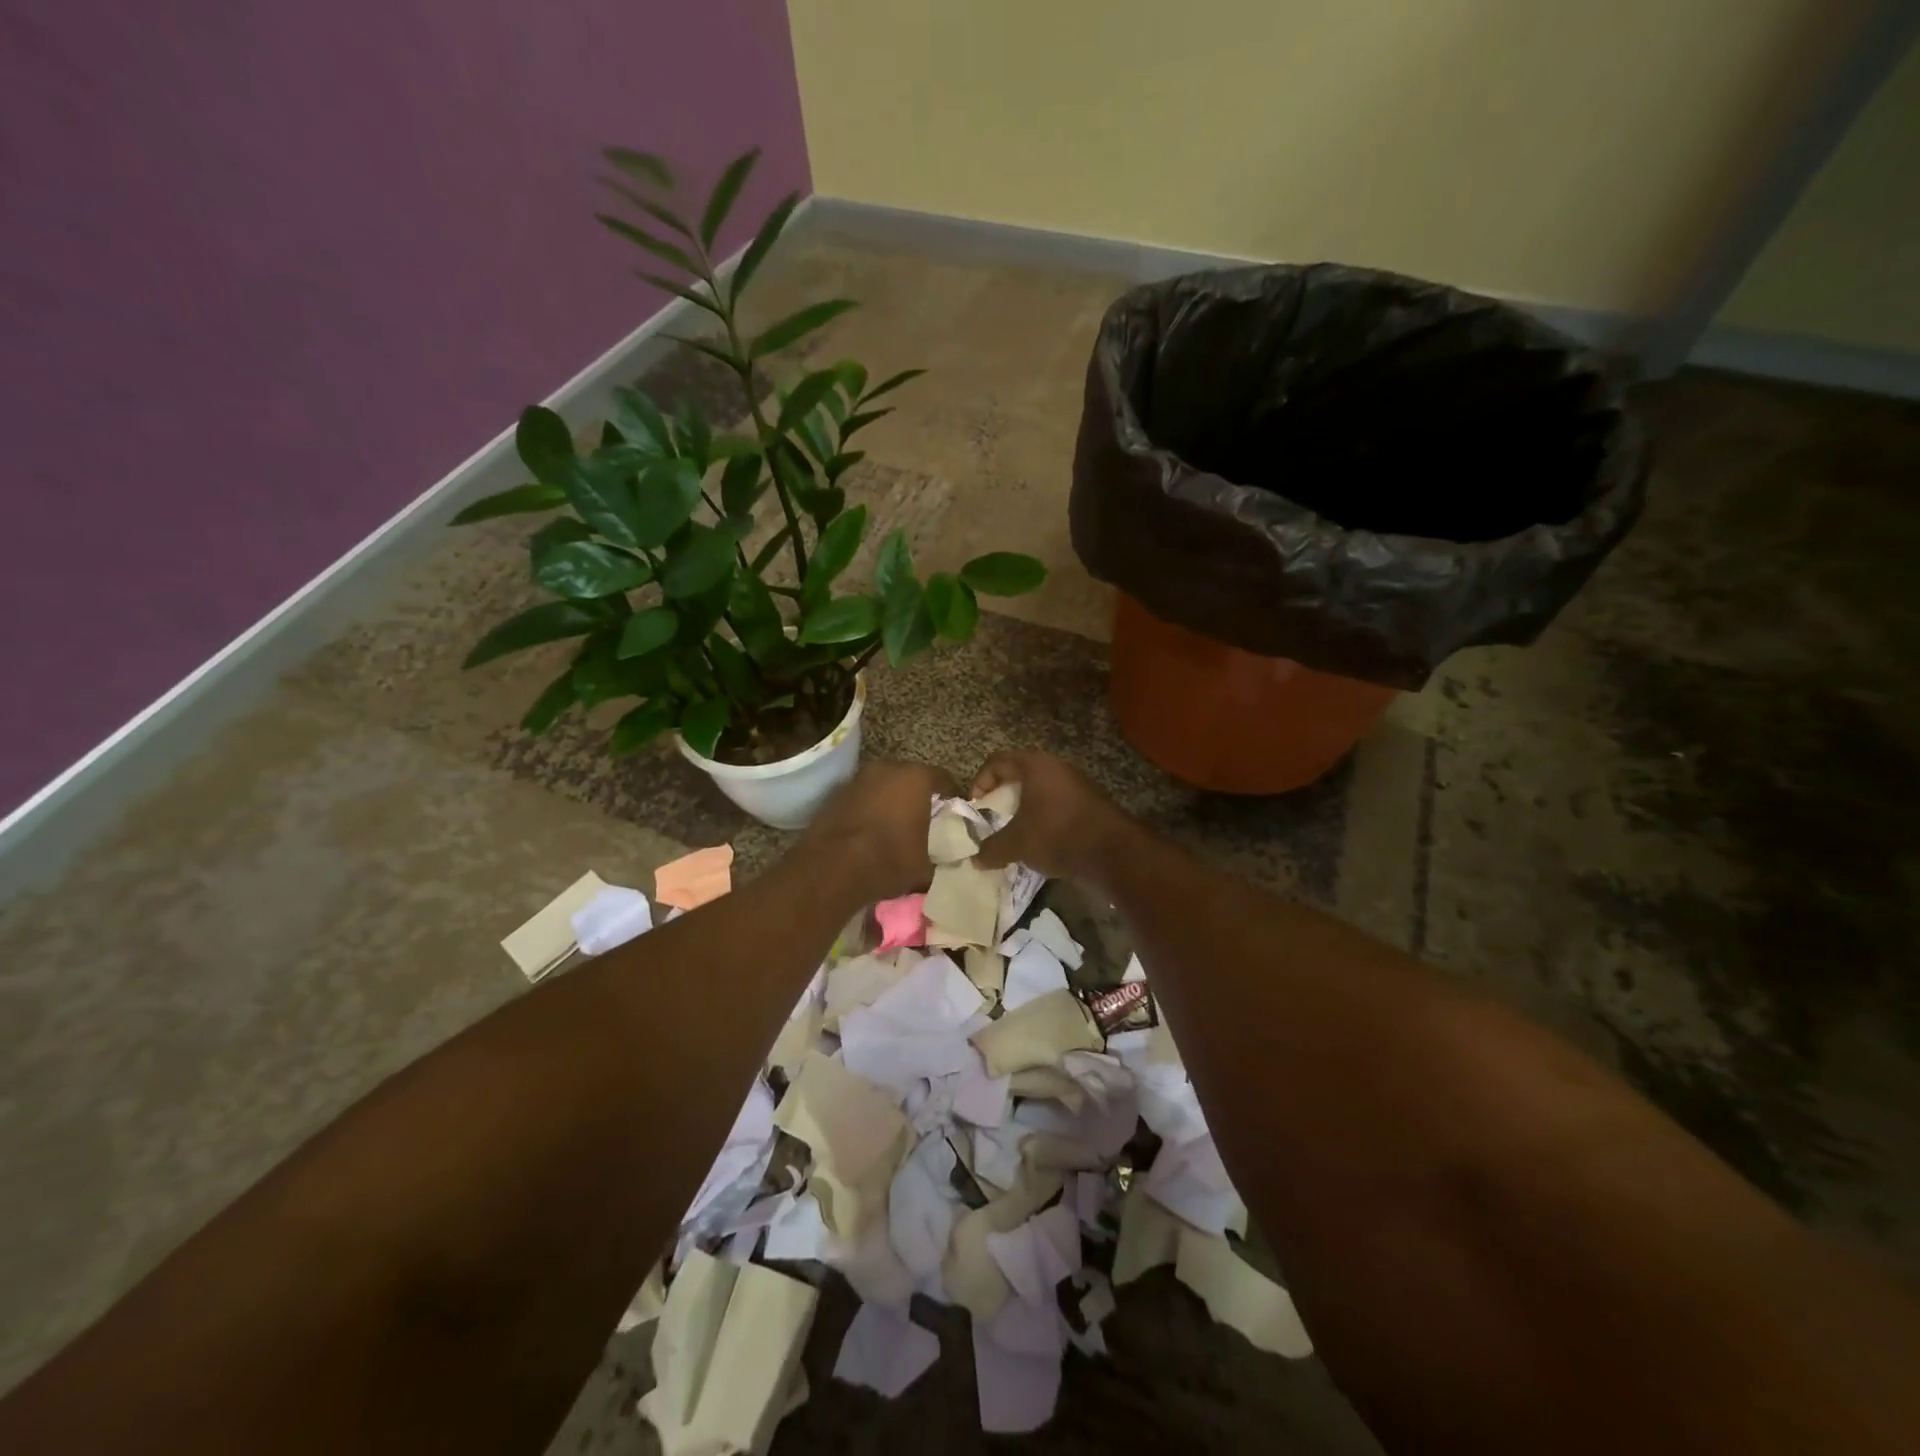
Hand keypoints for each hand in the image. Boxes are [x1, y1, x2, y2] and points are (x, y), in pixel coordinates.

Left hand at [800, 759, 957, 903]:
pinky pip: (862, 797)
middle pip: (911, 777)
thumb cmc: (889, 860)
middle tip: (925, 818)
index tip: (953, 814)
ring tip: (895, 825)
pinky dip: (869, 807)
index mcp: (916, 777)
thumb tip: (943, 858)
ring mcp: (858, 778)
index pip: (944, 779)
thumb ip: (939, 854)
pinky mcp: (836, 793)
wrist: (832, 868)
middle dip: (919, 795)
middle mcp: (887, 768)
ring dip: (891, 799)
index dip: (952, 797)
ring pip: (884, 785)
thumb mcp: (925, 865)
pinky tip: (870, 830)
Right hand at [969, 750, 1127, 884]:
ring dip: (1023, 810)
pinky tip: (1038, 843)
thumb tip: (975, 859)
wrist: (1112, 852)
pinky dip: (1042, 819)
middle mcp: (1056, 768)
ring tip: (1013, 834)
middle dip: (1002, 797)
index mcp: (1036, 766)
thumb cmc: (1056, 834)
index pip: (998, 761)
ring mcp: (1075, 785)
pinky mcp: (1088, 804)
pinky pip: (1055, 806)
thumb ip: (992, 849)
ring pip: (1039, 792)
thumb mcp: (1017, 843)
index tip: (976, 806)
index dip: (980, 781)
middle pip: (1019, 775)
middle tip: (992, 819)